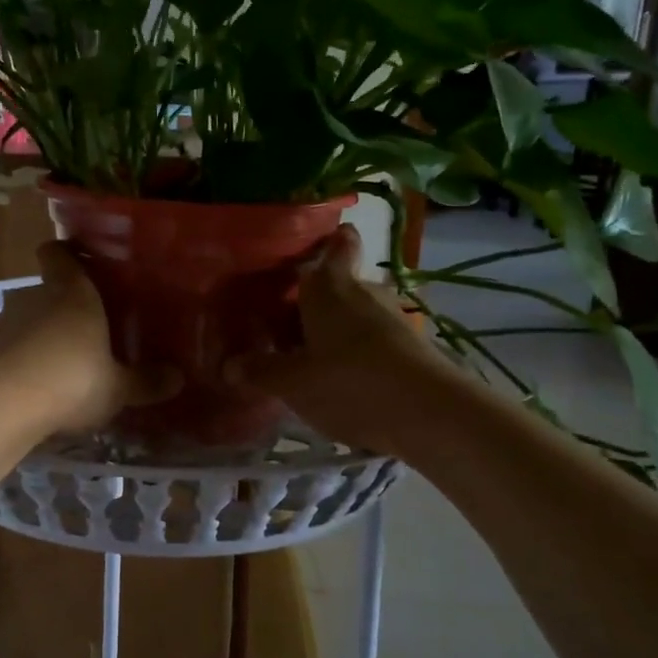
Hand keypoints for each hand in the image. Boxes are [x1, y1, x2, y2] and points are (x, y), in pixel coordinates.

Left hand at [0, 243, 177, 433]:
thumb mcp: (116, 388)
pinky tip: (34, 389)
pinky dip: (20, 362)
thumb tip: (178, 378)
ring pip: (27, 320)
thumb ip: (145, 381)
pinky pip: (9, 349)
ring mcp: (4, 322)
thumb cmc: (70, 380)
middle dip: (64, 307)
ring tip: (61, 365)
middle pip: (48, 290)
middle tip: (87, 330)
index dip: (66, 253)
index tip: (78, 260)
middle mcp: (35, 296)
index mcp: (72, 292)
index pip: (60, 253)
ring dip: (40, 337)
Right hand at [227, 225, 460, 455]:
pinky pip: (375, 339)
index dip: (328, 242)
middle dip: (316, 302)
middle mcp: (364, 291)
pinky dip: (359, 351)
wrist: (430, 415)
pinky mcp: (413, 347)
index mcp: (330, 286)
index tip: (312, 250)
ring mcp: (393, 318)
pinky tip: (343, 380)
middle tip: (286, 327)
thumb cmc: (349, 382)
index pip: (337, 245)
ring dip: (337, 330)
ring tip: (311, 358)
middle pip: (339, 284)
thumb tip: (228, 366)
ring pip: (357, 314)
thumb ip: (261, 371)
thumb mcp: (293, 383)